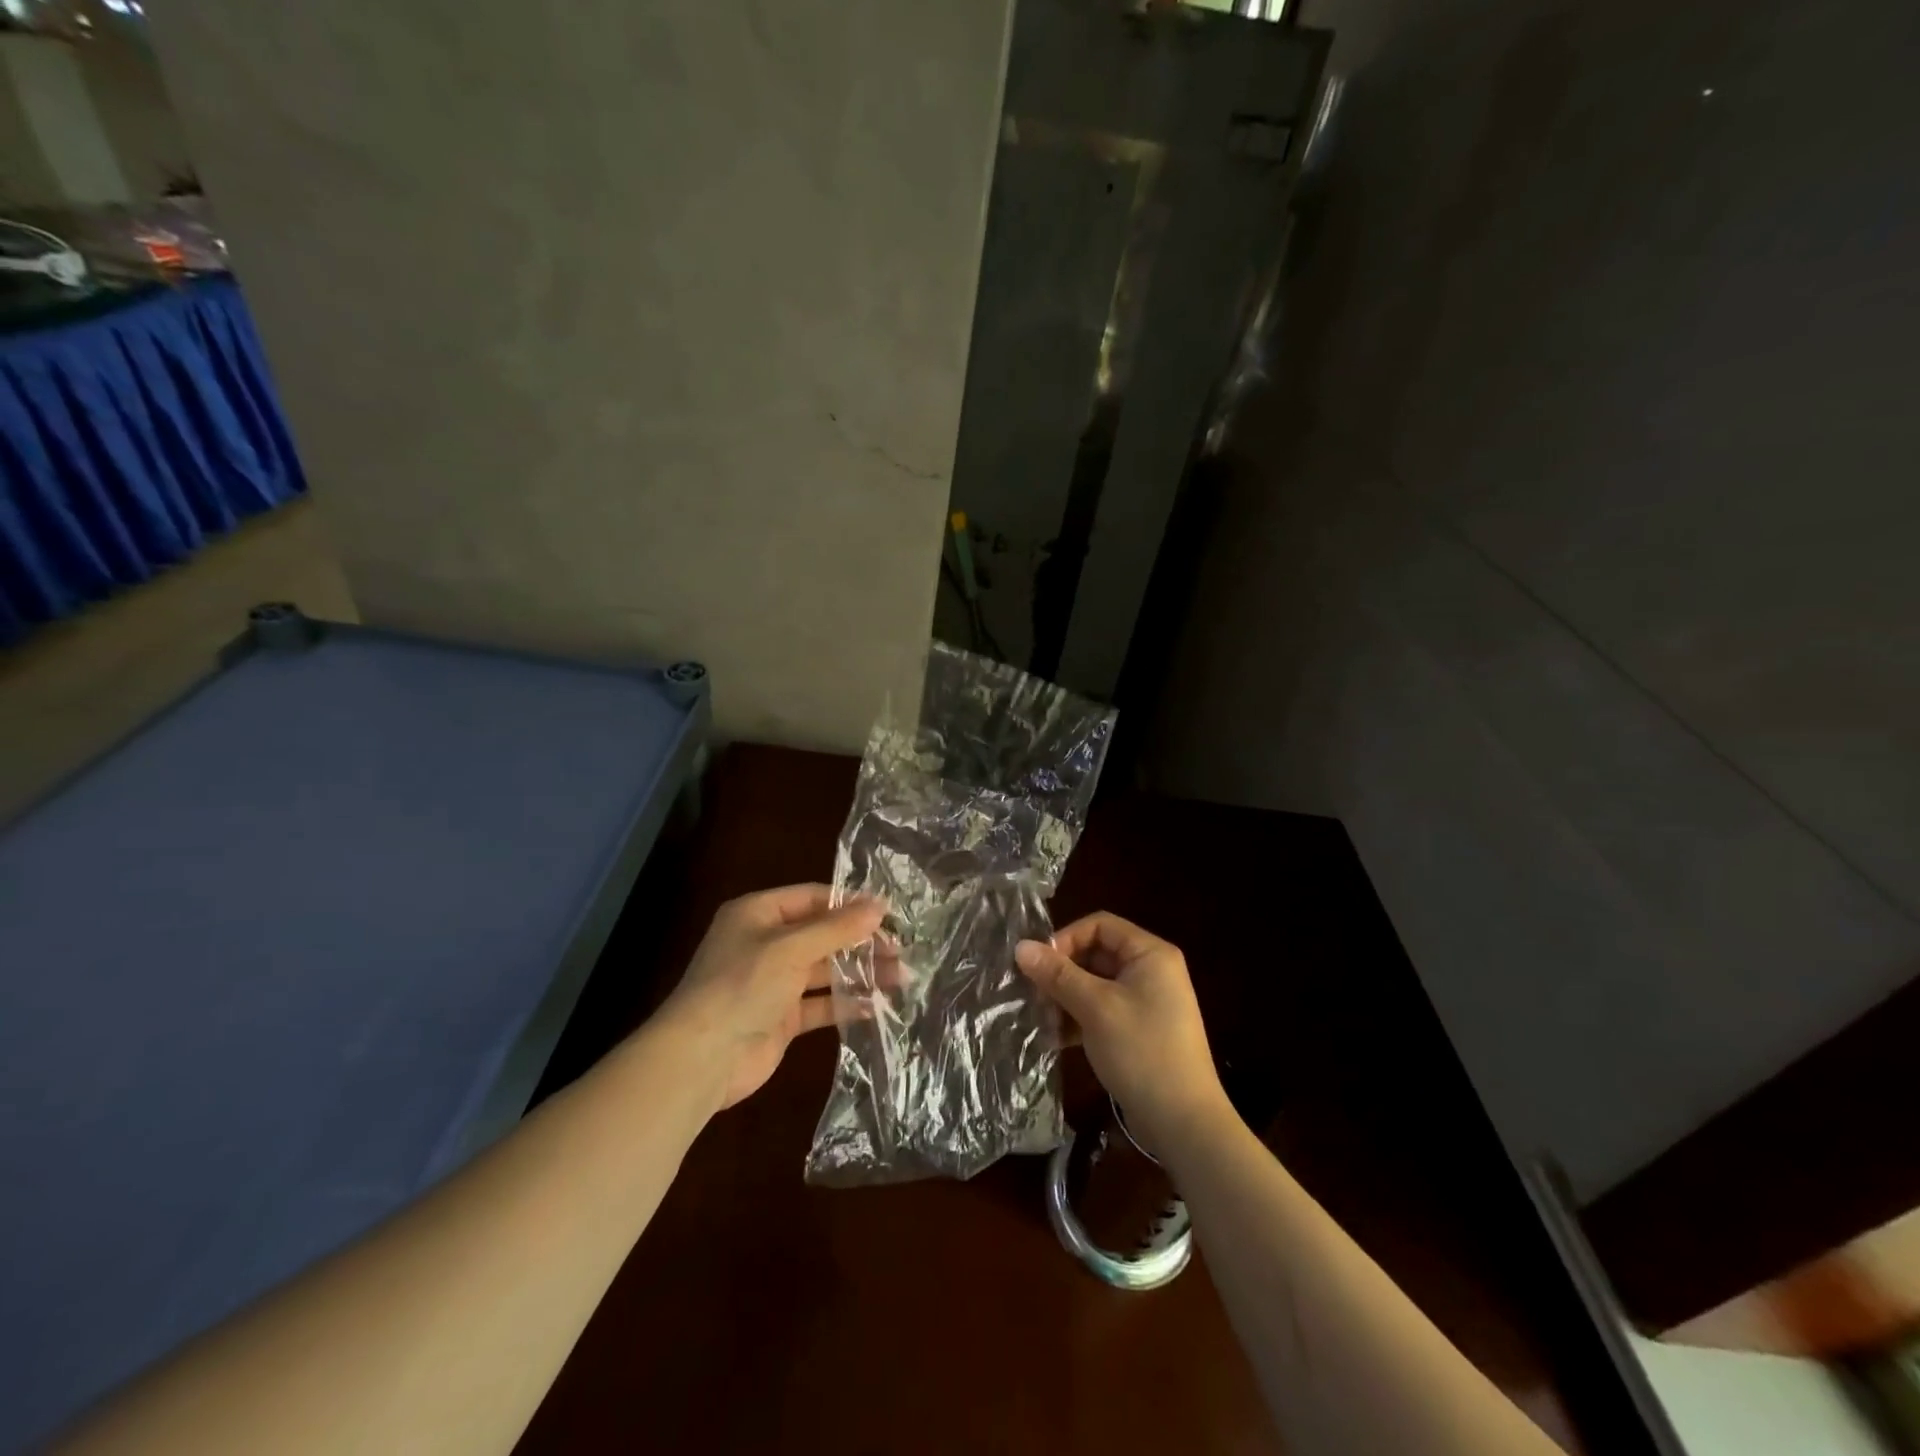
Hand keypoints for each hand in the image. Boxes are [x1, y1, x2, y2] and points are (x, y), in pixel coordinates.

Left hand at [657, 885, 884, 1111]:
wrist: (701, 1059)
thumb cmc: (742, 986)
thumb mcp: (790, 948)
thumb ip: (837, 928)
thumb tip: (880, 906)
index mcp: (758, 914)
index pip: (813, 898)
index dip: (851, 904)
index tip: (890, 914)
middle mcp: (766, 943)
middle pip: (823, 934)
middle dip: (861, 941)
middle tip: (900, 949)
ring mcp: (773, 982)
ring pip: (825, 970)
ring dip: (860, 972)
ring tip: (900, 977)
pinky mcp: (781, 1018)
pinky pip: (820, 1004)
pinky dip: (845, 1003)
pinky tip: (875, 1005)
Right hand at [1016, 913, 1229, 1160]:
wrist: (1184, 1123)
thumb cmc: (1142, 1052)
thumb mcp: (1095, 1008)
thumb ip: (1058, 974)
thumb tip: (1021, 946)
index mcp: (1150, 953)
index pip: (1099, 925)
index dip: (1066, 939)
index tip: (1039, 966)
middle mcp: (1152, 971)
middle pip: (1097, 954)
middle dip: (1062, 972)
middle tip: (1034, 994)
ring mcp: (1148, 1002)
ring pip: (1096, 984)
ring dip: (1067, 997)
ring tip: (1042, 1019)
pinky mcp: (1141, 1030)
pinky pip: (1104, 1009)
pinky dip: (1080, 1018)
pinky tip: (1056, 1038)